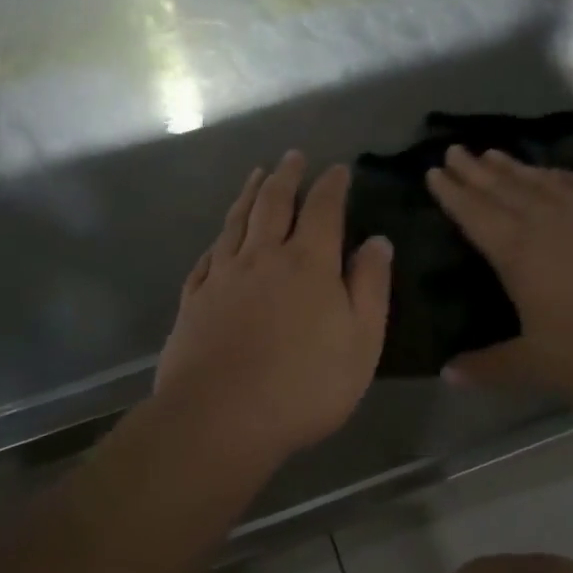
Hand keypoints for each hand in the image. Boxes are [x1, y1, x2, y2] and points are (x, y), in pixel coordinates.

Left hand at [154, 152, 392, 467]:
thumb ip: (370, 287)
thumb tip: (377, 241)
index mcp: (308, 263)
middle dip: (287, 176)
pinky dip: (219, 237)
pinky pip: (208, 255)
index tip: (338, 168)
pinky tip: (221, 235)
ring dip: (250, 193)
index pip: (323, 209)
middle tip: (293, 156)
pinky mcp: (195, 299)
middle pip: (274, 204)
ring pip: (238, 221)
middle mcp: (263, 257)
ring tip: (258, 174)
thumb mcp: (360, 341)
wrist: (220, 417)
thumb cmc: (304, 385)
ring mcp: (223, 276)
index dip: (332, 185)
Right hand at [425, 147, 572, 406]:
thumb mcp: (539, 366)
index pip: (475, 214)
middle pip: (502, 189)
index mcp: (519, 253)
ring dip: (513, 167)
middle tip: (453, 150)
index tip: (433, 172)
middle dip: (474, 170)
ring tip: (492, 153)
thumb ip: (489, 367)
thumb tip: (446, 373)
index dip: (452, 193)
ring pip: (540, 182)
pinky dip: (561, 174)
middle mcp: (548, 223)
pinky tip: (554, 172)